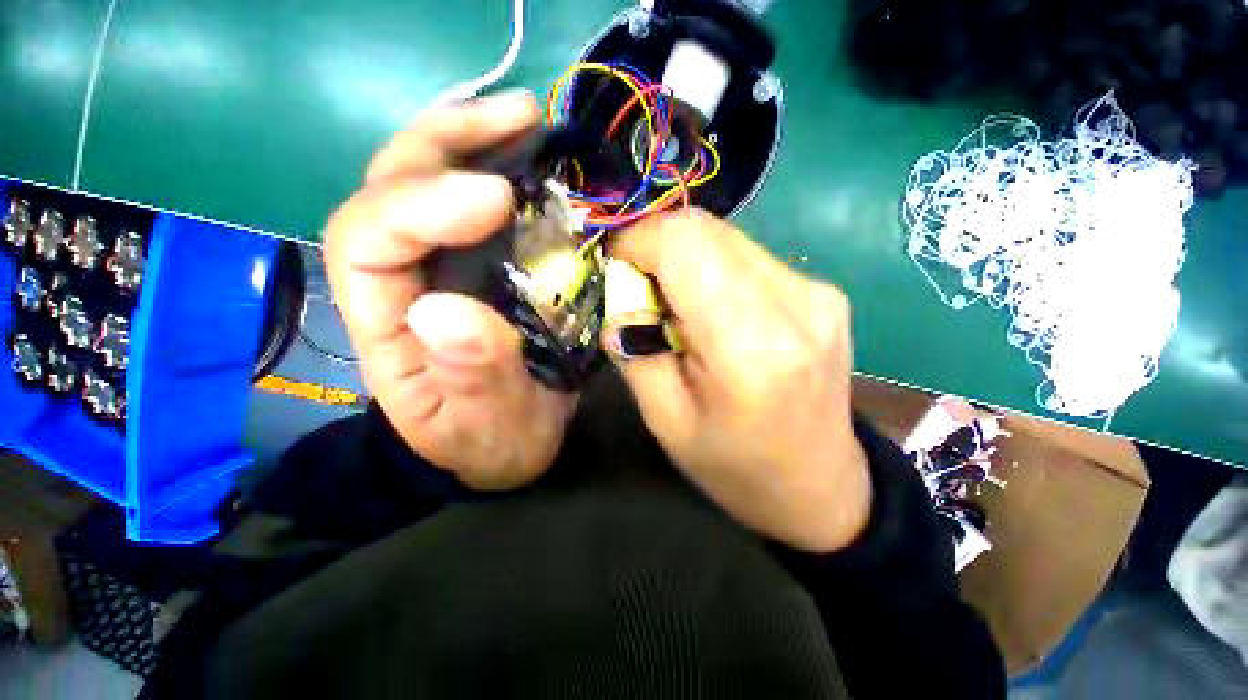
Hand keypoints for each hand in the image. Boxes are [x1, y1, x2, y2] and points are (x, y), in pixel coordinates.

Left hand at [324, 91, 575, 490]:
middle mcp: (404, 282)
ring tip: (527, 120)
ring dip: (476, 142)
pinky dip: (505, 172)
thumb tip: (446, 308)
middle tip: (518, 115)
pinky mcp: (482, 269)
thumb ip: (471, 375)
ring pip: (432, 183)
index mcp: (386, 325)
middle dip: (446, 140)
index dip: (421, 205)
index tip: (497, 196)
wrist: (507, 446)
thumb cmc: (490, 443)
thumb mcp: (486, 424)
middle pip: (392, 187)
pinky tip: (536, 162)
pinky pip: (481, 208)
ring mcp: (444, 268)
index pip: (367, 241)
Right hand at [605, 210, 870, 552]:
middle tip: (643, 294)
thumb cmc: (734, 466)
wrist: (819, 486)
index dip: (638, 241)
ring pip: (726, 237)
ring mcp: (816, 291)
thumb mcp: (664, 419)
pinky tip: (715, 314)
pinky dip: (715, 272)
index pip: (685, 243)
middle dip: (658, 249)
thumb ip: (634, 343)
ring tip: (680, 312)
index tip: (617, 269)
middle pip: (706, 229)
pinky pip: (748, 256)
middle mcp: (795, 303)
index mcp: (752, 346)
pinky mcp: (821, 290)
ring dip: (686, 261)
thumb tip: (621, 286)